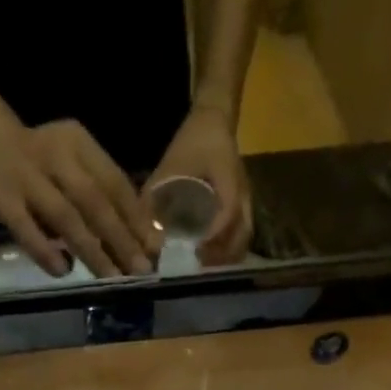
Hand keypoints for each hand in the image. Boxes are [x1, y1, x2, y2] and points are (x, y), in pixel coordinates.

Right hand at [0, 117, 161, 277]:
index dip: (137, 217)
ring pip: (66, 218)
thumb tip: (139, 239)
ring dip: (92, 250)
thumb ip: (100, 193)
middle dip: (122, 239)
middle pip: (96, 202)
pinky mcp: (1, 199)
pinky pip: (26, 229)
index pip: (115, 183)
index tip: (156, 248)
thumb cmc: (39, 159)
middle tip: (141, 270)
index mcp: (79, 144)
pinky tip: (63, 271)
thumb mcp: (73, 162)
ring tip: (112, 278)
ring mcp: (26, 178)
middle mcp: (56, 156)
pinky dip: (46, 252)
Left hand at [147, 105, 252, 265]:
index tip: (195, 251)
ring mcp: (246, 201)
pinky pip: (241, 234)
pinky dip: (228, 249)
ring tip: (203, 268)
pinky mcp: (243, 207)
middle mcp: (243, 194)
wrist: (214, 121)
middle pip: (240, 234)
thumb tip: (143, 233)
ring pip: (243, 237)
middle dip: (220, 255)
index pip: (227, 212)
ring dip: (226, 256)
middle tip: (197, 268)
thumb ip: (155, 197)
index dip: (213, 234)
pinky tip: (211, 258)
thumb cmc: (193, 142)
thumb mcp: (171, 165)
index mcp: (228, 179)